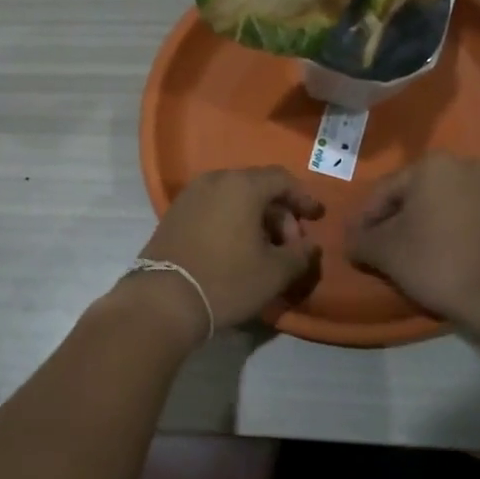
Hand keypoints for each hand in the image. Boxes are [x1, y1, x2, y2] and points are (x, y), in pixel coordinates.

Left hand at [136, 168, 323, 334]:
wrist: (163, 299)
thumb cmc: (226, 280)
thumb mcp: (274, 273)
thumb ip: (300, 255)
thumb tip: (310, 246)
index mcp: (242, 185)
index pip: (281, 179)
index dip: (303, 198)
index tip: (316, 217)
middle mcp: (214, 180)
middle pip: (257, 187)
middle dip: (279, 213)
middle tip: (290, 245)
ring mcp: (190, 195)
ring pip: (233, 197)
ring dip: (255, 218)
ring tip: (265, 250)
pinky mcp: (174, 213)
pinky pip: (213, 207)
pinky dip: (231, 221)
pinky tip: (236, 249)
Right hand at [347, 153, 479, 354]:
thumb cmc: (437, 262)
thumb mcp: (384, 252)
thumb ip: (359, 239)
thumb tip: (349, 240)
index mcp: (431, 165)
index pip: (383, 192)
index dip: (364, 221)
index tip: (356, 246)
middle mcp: (462, 165)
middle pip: (410, 196)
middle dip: (391, 222)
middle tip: (377, 251)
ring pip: (435, 206)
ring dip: (416, 227)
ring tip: (403, 256)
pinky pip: (458, 216)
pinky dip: (441, 231)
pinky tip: (432, 256)